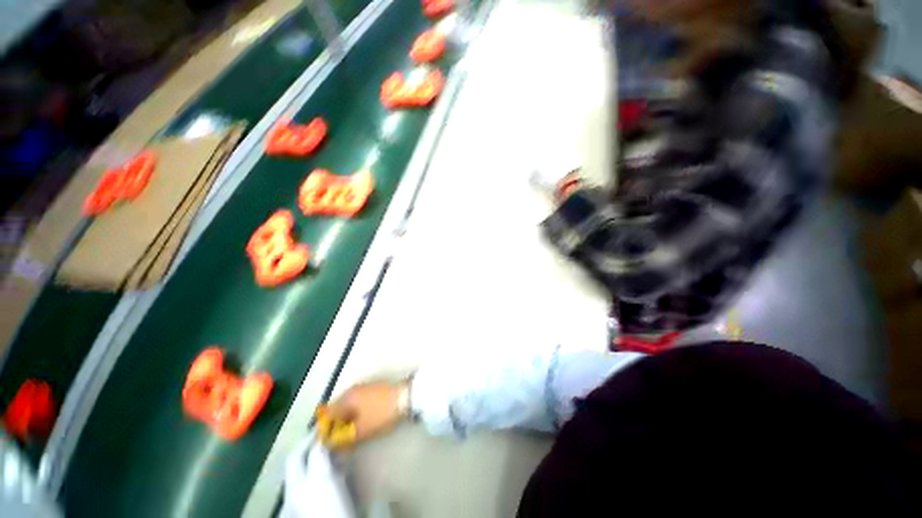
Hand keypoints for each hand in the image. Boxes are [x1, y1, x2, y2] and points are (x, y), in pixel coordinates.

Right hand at [323, 380, 409, 446]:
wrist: (407, 396)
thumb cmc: (381, 414)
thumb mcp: (360, 431)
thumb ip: (343, 440)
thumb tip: (331, 445)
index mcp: (346, 397)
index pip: (327, 414)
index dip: (326, 430)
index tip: (331, 444)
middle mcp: (353, 389)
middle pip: (338, 409)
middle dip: (338, 425)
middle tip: (343, 441)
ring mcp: (365, 386)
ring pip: (350, 406)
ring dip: (349, 419)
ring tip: (355, 434)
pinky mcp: (375, 388)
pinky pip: (361, 402)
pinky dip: (359, 413)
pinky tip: (365, 422)